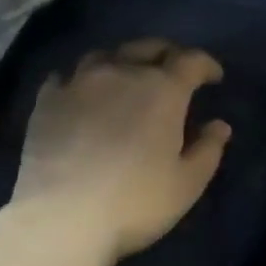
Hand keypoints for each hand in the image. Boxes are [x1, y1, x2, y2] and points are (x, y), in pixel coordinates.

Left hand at [12, 38, 231, 264]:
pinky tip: (83, 94)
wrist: (62, 217)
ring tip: (128, 77)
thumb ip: (208, 150)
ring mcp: (78, 83)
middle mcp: (120, 73)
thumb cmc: (135, 203)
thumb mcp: (187, 184)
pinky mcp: (46, 101)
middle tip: (174, 70)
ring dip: (124, 61)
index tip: (214, 77)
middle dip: (167, 54)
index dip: (206, 65)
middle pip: (147, 48)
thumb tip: (219, 126)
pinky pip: (67, 76)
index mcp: (162, 90)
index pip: (190, 61)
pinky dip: (82, 80)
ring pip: (105, 55)